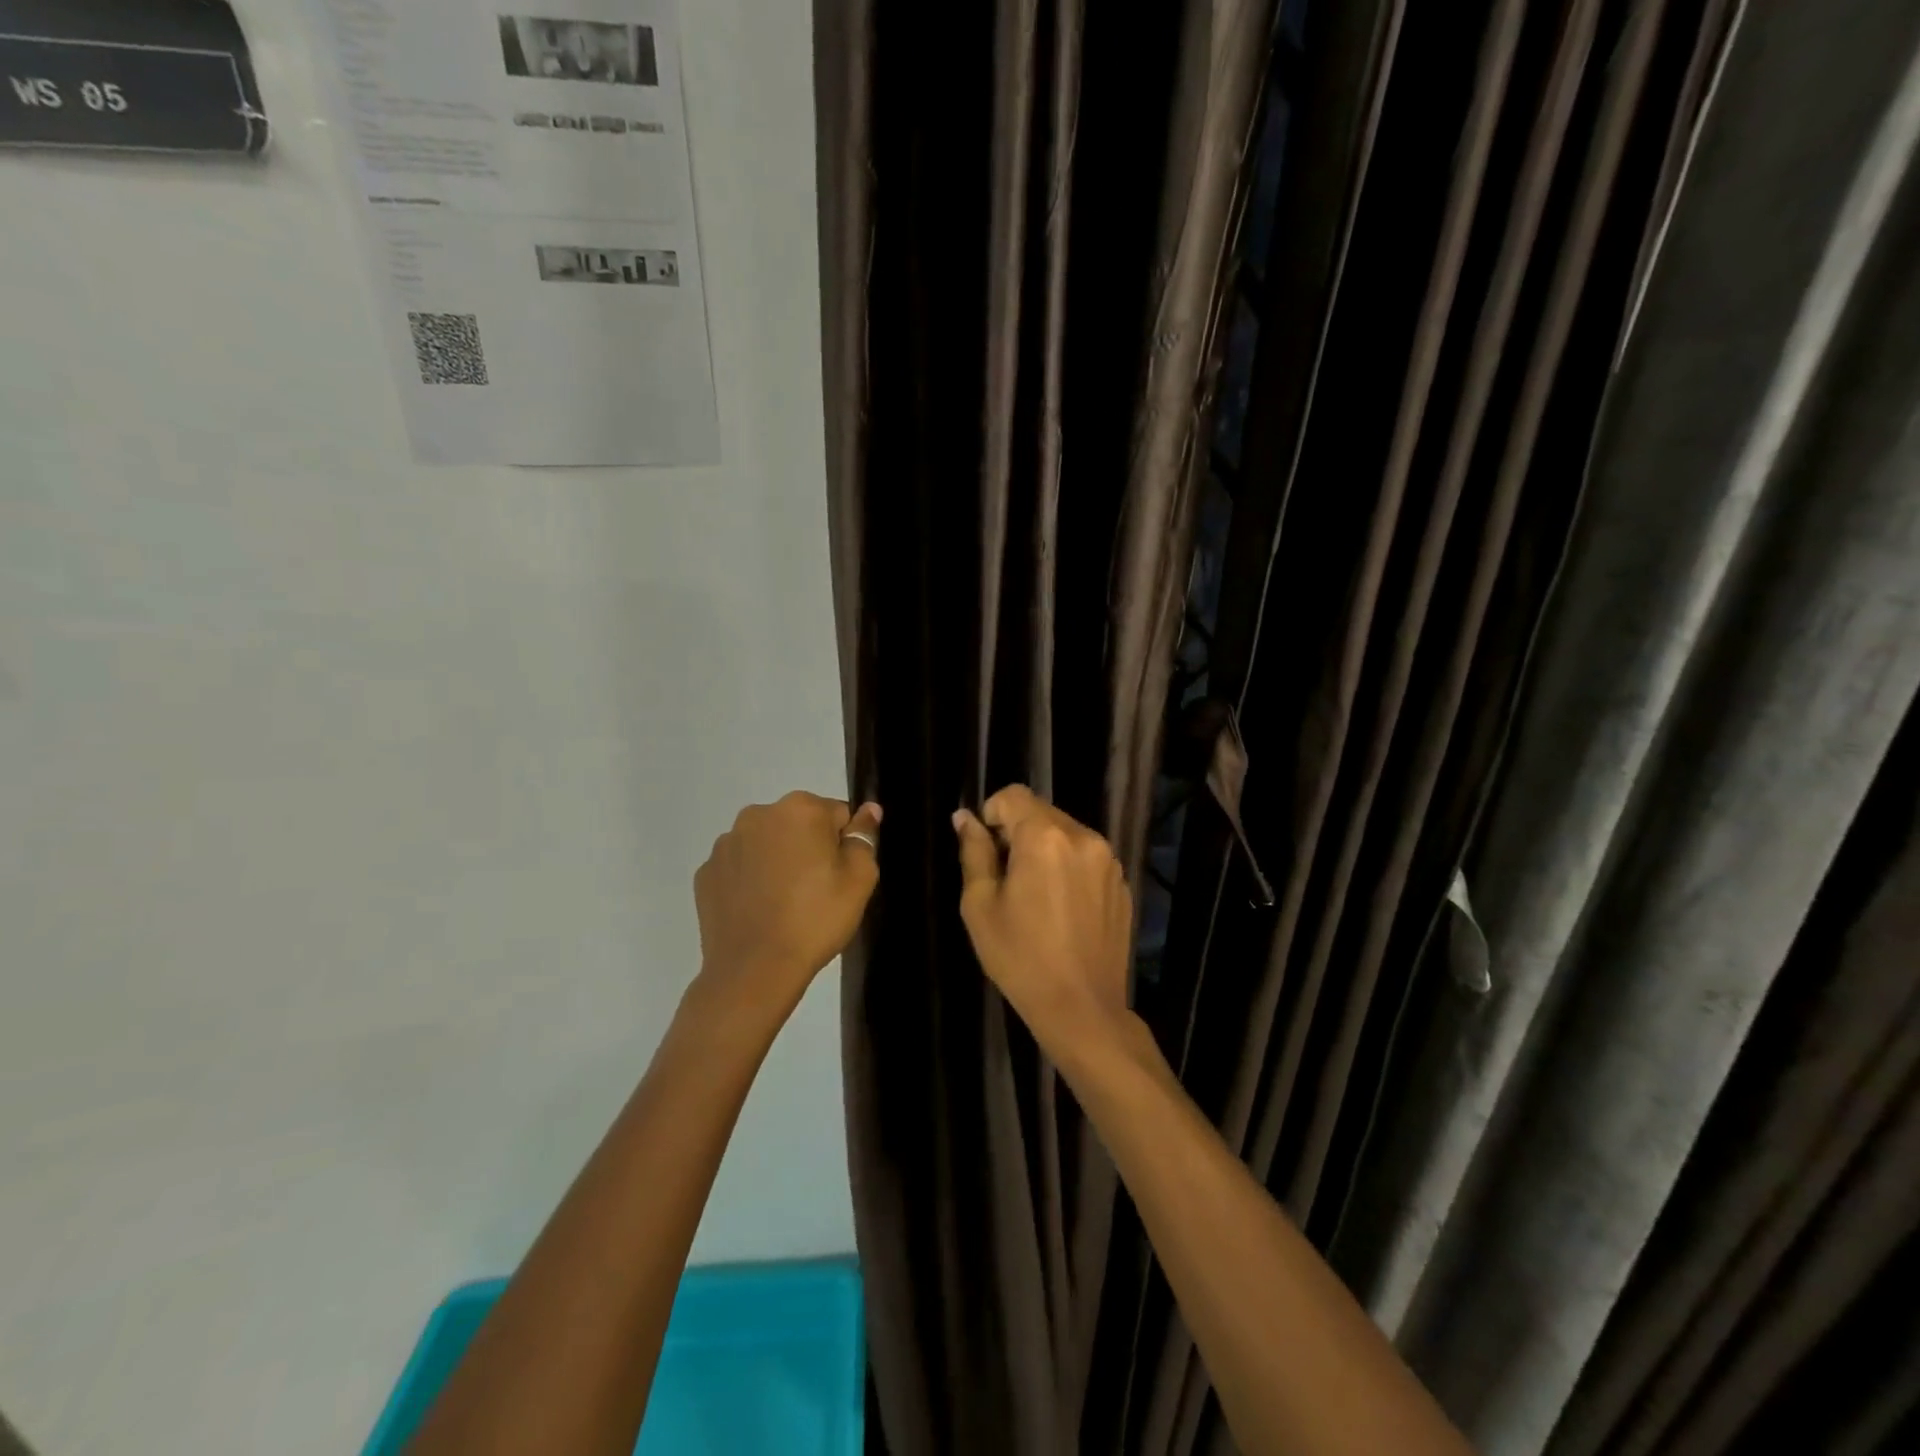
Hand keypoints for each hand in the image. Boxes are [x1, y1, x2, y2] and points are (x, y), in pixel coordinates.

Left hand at [693, 792, 880, 1017]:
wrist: (754, 970)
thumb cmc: (815, 920)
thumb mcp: (859, 879)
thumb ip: (864, 836)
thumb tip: (869, 809)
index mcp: (800, 809)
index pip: (837, 815)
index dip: (844, 846)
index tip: (839, 877)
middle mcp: (758, 814)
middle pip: (799, 824)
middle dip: (809, 848)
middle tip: (815, 892)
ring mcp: (726, 843)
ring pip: (767, 843)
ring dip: (778, 861)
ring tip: (784, 904)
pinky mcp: (706, 872)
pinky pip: (740, 866)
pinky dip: (750, 880)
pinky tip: (758, 910)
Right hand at [953, 785, 1134, 1062]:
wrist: (1082, 1008)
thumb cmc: (1020, 958)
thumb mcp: (981, 905)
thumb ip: (974, 852)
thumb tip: (965, 818)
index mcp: (1045, 837)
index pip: (1013, 795)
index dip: (992, 814)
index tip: (987, 852)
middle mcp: (1083, 837)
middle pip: (1041, 812)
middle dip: (1018, 833)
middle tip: (1007, 880)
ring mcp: (1109, 860)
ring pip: (1066, 834)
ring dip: (1045, 850)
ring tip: (1036, 897)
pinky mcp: (1122, 883)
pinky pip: (1088, 858)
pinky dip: (1070, 869)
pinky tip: (1063, 911)